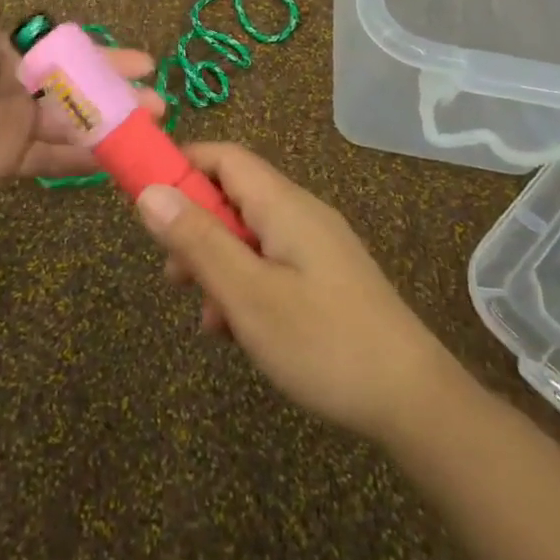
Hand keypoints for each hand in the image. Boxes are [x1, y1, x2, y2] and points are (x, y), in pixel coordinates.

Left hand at [0, 0, 166, 193]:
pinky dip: (84, 159)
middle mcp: (15, 90)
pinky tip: (119, 157)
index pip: (67, 55)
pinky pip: (52, 160)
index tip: (143, 61)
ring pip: (72, 127)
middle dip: (118, 95)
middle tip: (158, 103)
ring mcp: (12, 128)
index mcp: (8, 54)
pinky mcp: (6, 162)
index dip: (105, 57)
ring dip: (111, 127)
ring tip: (151, 128)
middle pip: (77, 93)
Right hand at [135, 143, 461, 443]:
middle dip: (195, 228)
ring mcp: (316, 247)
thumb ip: (197, 240)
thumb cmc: (323, 341)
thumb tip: (149, 192)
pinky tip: (237, 332)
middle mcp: (300, 213)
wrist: (414, 402)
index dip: (181, 166)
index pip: (224, 157)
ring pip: (248, 236)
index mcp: (283, 204)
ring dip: (217, 265)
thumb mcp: (248, 294)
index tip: (145, 198)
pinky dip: (244, 286)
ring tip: (206, 317)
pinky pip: (270, 264)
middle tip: (173, 275)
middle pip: (233, 196)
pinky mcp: (325, 278)